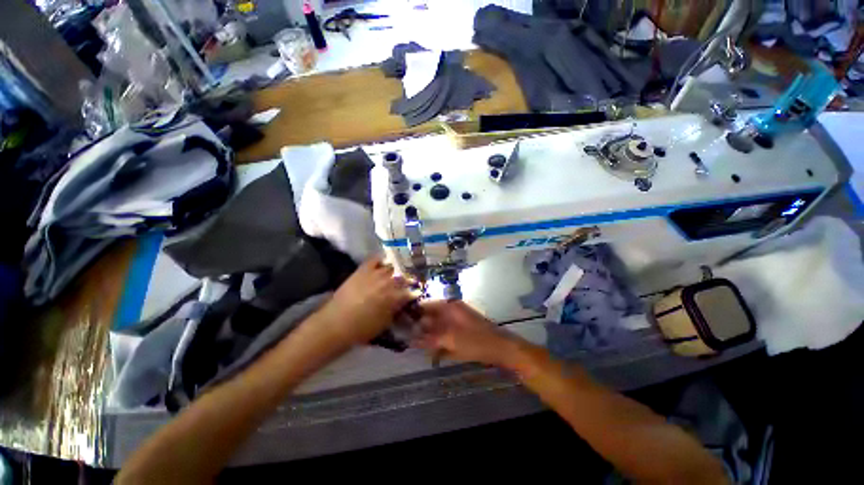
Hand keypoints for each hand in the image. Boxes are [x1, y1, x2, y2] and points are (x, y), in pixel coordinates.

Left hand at [314, 256, 414, 346]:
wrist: (336, 323)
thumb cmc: (363, 328)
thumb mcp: (386, 323)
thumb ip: (397, 310)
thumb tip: (402, 304)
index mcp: (395, 296)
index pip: (411, 291)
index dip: (414, 292)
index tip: (414, 294)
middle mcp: (388, 281)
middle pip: (403, 276)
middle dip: (406, 280)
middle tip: (405, 285)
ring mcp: (375, 273)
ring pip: (392, 266)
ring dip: (395, 270)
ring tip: (395, 274)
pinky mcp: (363, 270)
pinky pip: (375, 259)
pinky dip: (381, 260)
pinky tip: (383, 263)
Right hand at [412, 300, 526, 367]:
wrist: (501, 348)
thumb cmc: (475, 340)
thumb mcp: (451, 339)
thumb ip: (431, 339)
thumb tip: (412, 339)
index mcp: (449, 306)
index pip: (426, 305)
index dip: (414, 312)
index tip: (402, 322)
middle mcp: (451, 311)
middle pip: (430, 316)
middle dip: (420, 328)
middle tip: (409, 339)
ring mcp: (457, 321)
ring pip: (437, 327)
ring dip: (429, 337)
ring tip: (420, 347)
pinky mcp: (460, 331)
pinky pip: (445, 334)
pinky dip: (439, 342)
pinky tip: (434, 353)